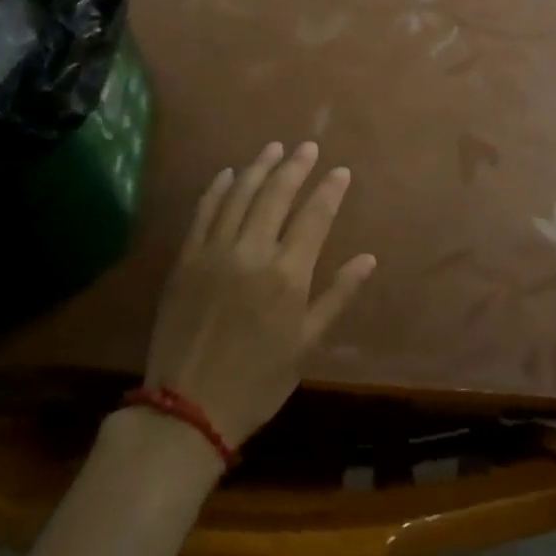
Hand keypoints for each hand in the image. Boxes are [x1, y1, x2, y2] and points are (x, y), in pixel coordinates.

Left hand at [144, 142, 375, 449]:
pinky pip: (203, 212)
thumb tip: (369, 259)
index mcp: (287, 275)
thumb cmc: (258, 380)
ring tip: (274, 148)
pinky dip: (217, 188)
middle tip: (308, 147)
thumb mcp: (306, 343)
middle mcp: (252, 253)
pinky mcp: (185, 259)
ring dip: (259, 168)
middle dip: (295, 166)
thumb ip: (337, 295)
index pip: (314, 217)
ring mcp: (214, 252)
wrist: (187, 409)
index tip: (341, 171)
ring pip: (239, 195)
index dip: (330, 190)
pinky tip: (228, 173)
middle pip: (276, 195)